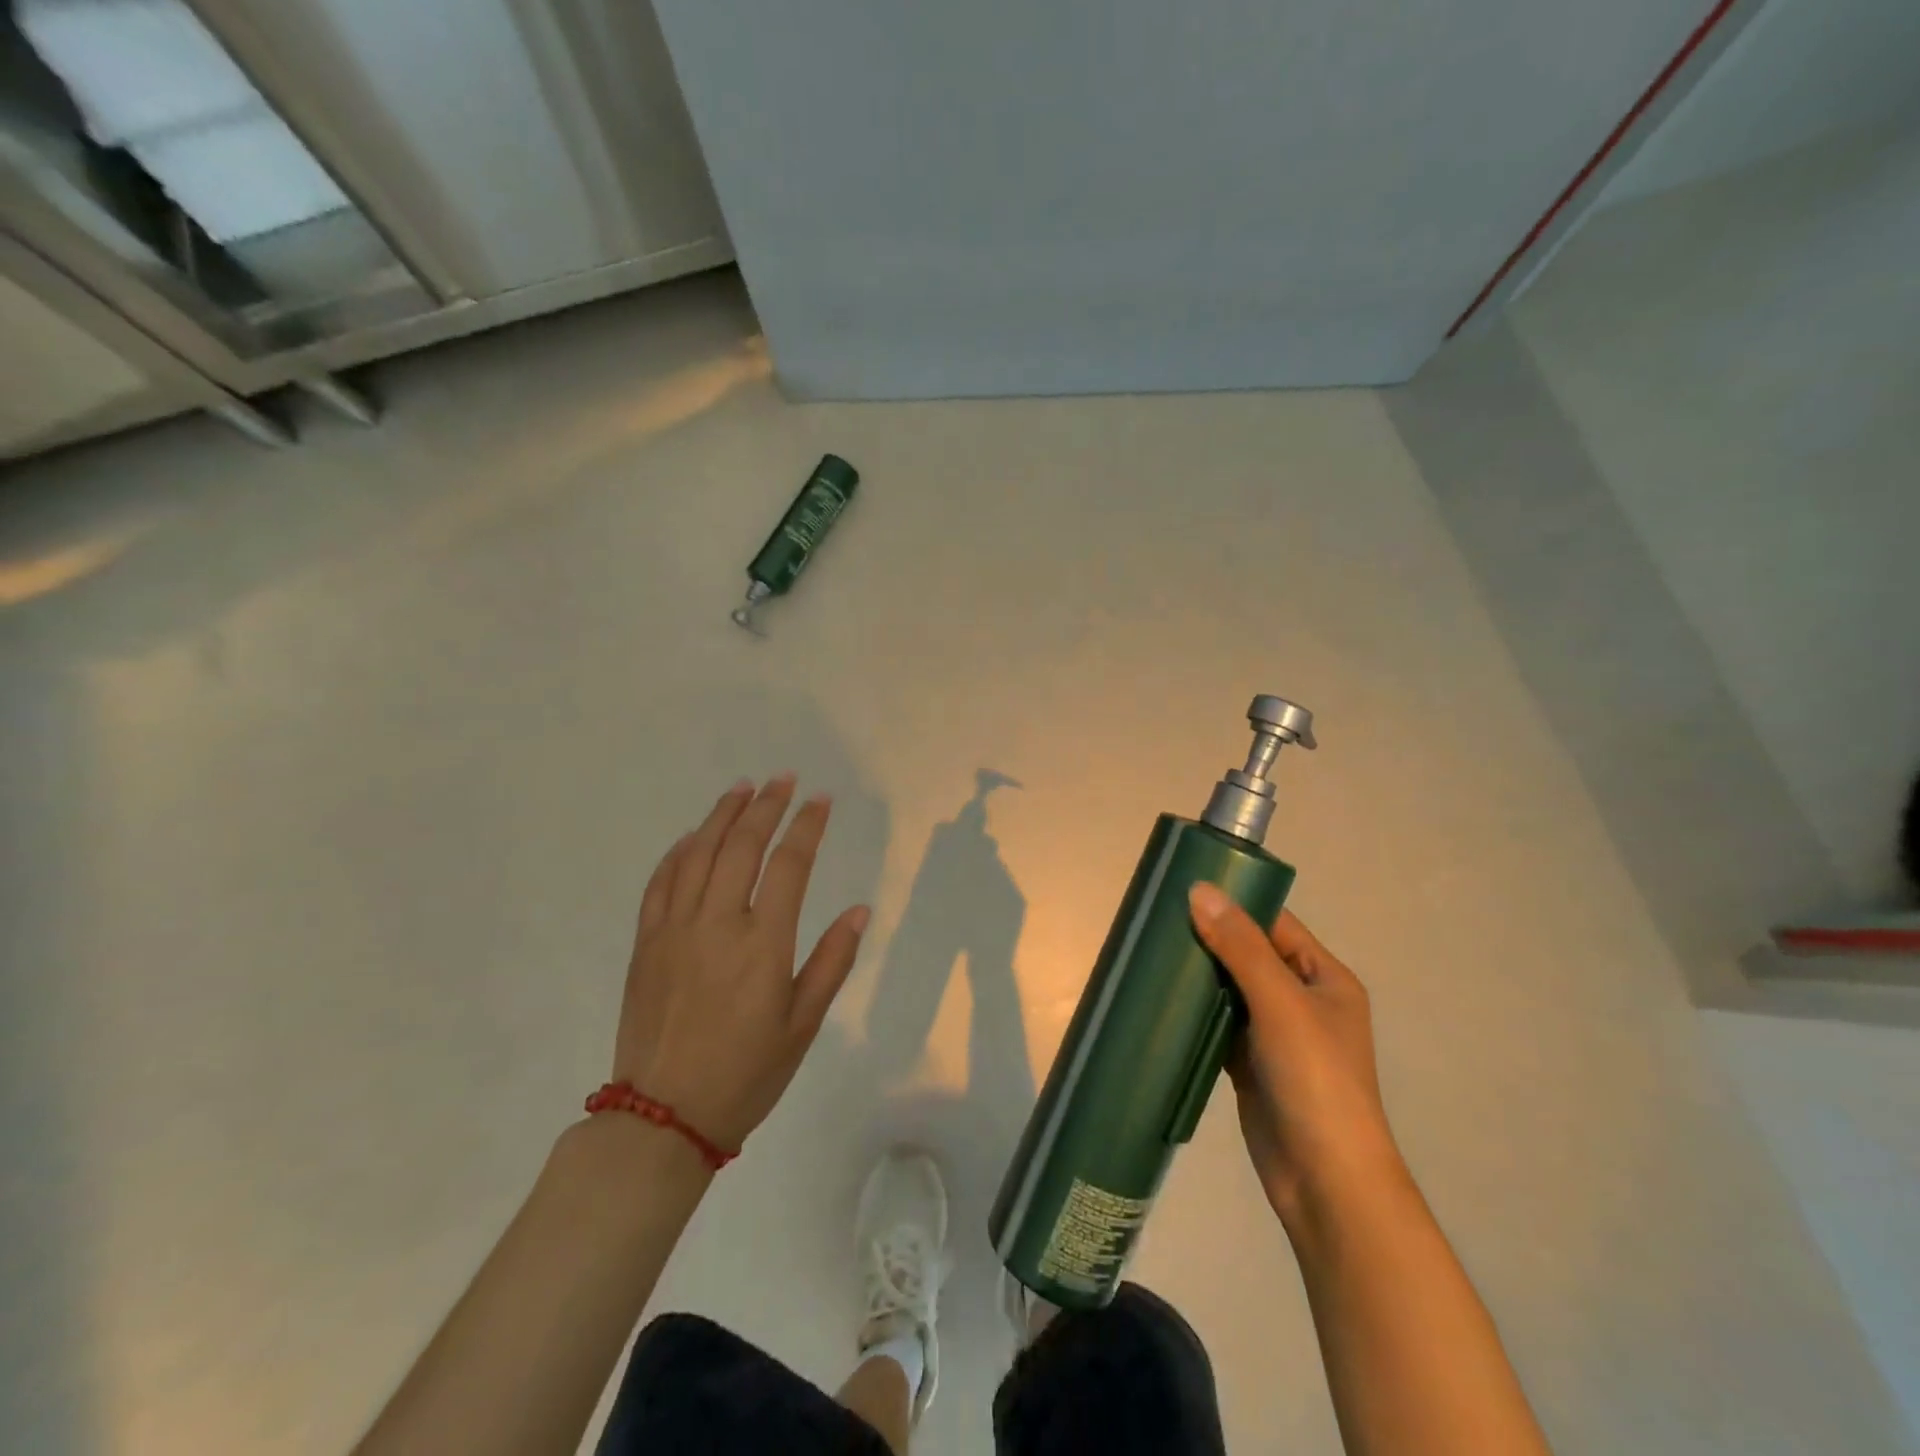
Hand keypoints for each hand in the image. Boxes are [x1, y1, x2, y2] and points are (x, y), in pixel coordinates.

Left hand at [612, 774, 869, 1153]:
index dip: (808, 826)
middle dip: (766, 806)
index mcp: (763, 944)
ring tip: (742, 788)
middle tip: (783, 780)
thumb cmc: (745, 1074)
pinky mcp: (646, 942)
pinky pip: (661, 882)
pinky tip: (693, 836)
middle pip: (742, 845)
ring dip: (722, 815)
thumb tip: (859, 909)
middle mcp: (717, 923)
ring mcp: (675, 929)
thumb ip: (832, 962)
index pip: (790, 865)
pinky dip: (679, 851)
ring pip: (699, 853)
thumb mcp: (803, 1025)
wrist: (662, 1118)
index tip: (821, 800)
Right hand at [1188, 885, 1403, 1224]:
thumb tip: (1199, 890)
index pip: (1276, 923)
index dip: (1236, 902)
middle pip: (1250, 954)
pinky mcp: (1250, 1064)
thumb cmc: (1315, 1080)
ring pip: (1230, 989)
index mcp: (1324, 978)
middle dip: (1209, 937)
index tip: (1185, 886)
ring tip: (1151, 950)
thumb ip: (1241, 946)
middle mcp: (1302, 1000)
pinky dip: (1195, 1011)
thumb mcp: (1281, 1003)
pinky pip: (1219, 1024)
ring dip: (1199, 974)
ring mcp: (1275, 1034)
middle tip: (1157, 917)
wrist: (1325, 1181)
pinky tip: (1161, 998)